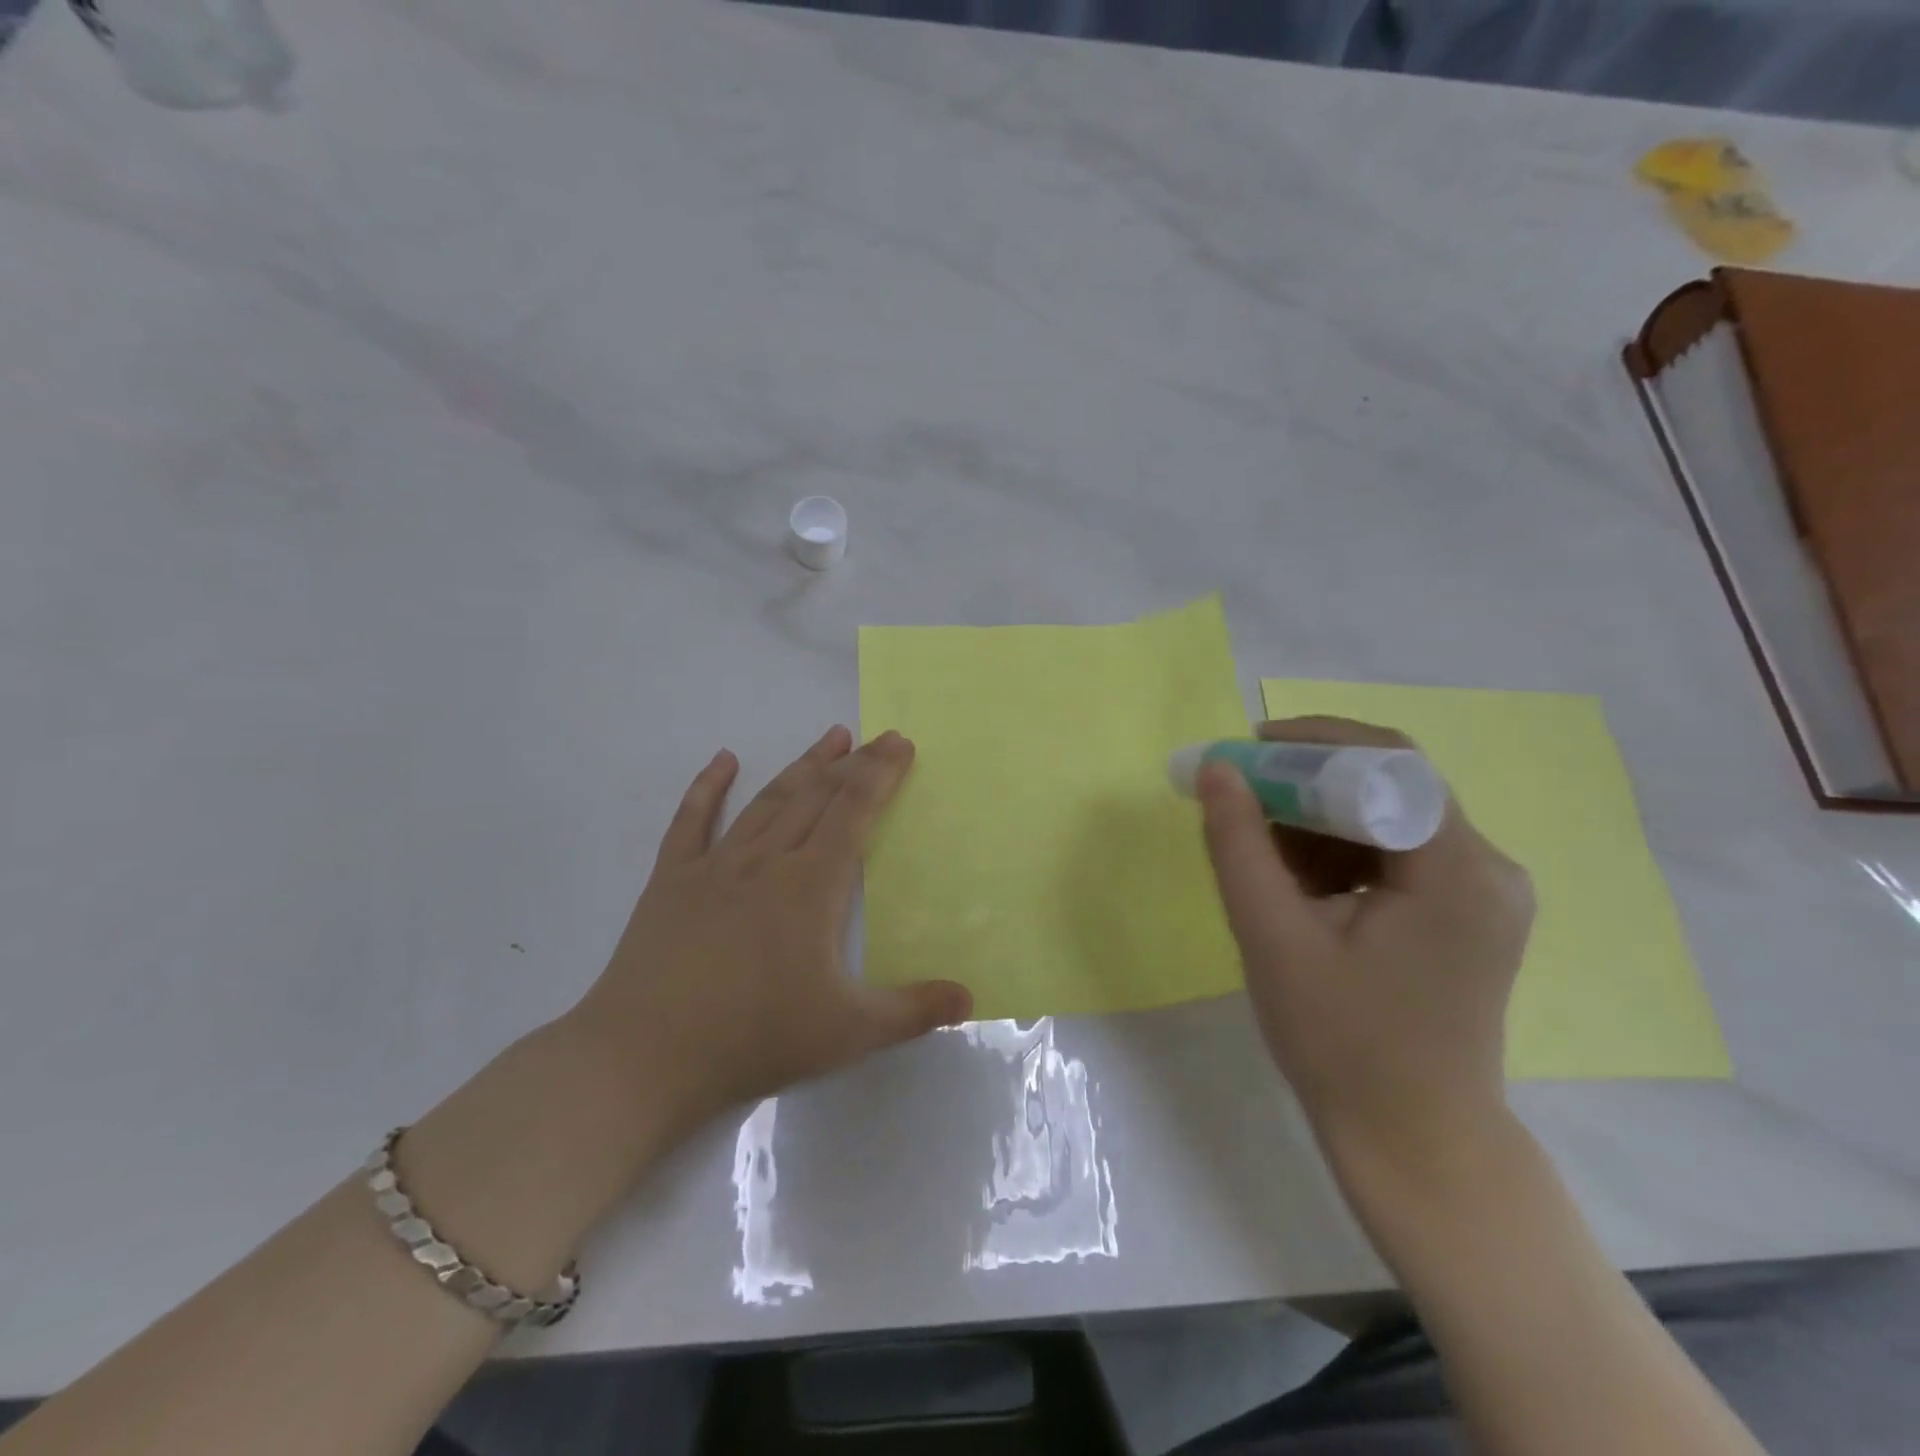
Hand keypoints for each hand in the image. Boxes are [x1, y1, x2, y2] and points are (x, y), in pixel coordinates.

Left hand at [567, 726, 972, 1137]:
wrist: (645, 1056)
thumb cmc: (754, 1038)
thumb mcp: (848, 1033)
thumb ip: (913, 1011)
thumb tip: (970, 998)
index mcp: (811, 886)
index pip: (854, 813)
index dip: (880, 774)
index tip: (899, 743)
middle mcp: (767, 861)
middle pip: (817, 797)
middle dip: (852, 764)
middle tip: (878, 738)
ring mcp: (715, 866)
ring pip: (768, 801)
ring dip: (802, 766)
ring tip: (830, 739)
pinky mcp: (672, 881)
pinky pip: (692, 821)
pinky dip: (708, 786)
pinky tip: (723, 761)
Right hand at [1198, 717, 1533, 1170]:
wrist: (1414, 1143)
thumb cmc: (1341, 1044)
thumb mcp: (1272, 937)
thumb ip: (1240, 844)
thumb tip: (1218, 768)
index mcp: (1457, 870)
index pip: (1389, 762)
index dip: (1311, 744)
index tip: (1245, 752)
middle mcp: (1489, 868)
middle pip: (1392, 786)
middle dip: (1308, 784)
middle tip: (1242, 802)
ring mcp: (1484, 893)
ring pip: (1390, 817)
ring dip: (1320, 821)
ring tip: (1264, 856)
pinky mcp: (1468, 914)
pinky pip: (1398, 853)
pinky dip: (1342, 852)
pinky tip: (1301, 887)